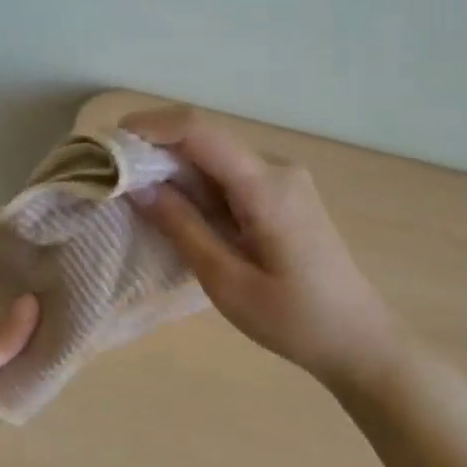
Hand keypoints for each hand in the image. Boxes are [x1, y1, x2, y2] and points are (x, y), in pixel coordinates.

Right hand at [123, 107, 409, 391]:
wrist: (358, 339)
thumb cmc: (293, 319)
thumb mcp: (226, 280)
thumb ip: (182, 227)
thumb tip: (138, 187)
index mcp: (266, 186)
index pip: (199, 132)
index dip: (150, 127)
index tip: (108, 143)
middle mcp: (277, 169)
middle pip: (205, 140)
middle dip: (154, 150)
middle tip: (111, 176)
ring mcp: (283, 180)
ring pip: (215, 158)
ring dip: (173, 169)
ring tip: (133, 194)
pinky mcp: (283, 195)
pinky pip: (230, 176)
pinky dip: (195, 185)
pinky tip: (175, 209)